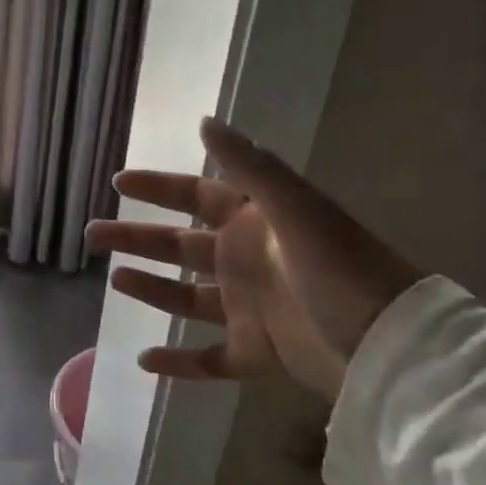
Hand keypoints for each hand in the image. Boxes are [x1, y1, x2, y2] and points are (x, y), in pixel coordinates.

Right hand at [84, 118, 420, 402]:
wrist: (392, 349)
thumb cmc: (342, 272)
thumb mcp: (298, 211)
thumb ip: (251, 167)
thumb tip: (205, 121)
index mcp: (255, 224)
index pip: (196, 197)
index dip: (158, 188)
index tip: (119, 182)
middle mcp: (246, 261)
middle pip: (178, 245)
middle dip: (136, 238)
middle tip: (92, 235)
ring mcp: (249, 309)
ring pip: (186, 298)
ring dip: (150, 289)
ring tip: (114, 281)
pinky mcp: (258, 354)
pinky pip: (210, 358)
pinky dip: (179, 363)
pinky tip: (144, 360)